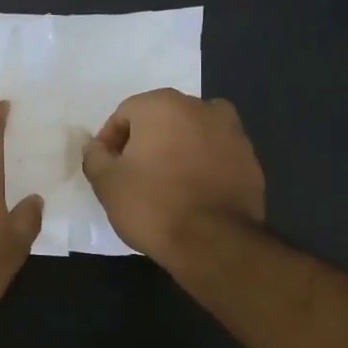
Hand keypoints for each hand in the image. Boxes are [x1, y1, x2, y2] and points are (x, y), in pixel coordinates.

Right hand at [80, 90, 264, 262]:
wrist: (215, 242)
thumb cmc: (152, 204)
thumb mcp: (106, 182)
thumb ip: (95, 156)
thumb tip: (97, 147)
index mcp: (162, 105)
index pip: (125, 113)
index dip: (110, 140)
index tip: (107, 167)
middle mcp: (201, 107)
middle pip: (161, 119)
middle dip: (145, 141)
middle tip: (133, 173)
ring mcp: (233, 132)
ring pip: (192, 134)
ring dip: (176, 150)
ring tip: (165, 183)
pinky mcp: (252, 160)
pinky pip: (215, 155)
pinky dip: (202, 165)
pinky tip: (192, 193)